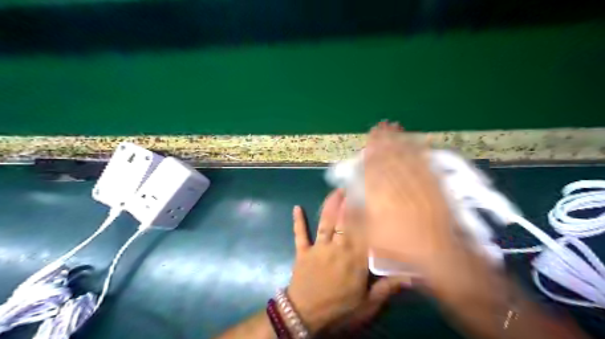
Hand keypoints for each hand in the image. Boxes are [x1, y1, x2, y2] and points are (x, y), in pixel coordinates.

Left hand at [287, 189, 405, 334]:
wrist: (305, 316)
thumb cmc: (339, 311)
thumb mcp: (367, 305)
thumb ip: (387, 288)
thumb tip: (412, 277)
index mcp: (355, 261)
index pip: (365, 233)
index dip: (369, 215)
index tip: (373, 199)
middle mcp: (338, 249)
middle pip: (346, 223)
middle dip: (350, 203)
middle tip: (355, 186)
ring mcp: (319, 249)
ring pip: (326, 223)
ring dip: (330, 206)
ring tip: (336, 191)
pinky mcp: (303, 252)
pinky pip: (300, 234)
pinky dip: (298, 222)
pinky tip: (296, 208)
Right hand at [361, 120, 455, 273]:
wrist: (439, 254)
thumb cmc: (401, 246)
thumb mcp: (370, 236)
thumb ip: (355, 215)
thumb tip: (346, 198)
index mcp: (382, 195)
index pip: (374, 167)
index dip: (371, 150)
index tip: (369, 138)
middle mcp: (399, 185)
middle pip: (390, 157)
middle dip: (385, 139)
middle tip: (382, 125)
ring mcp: (419, 183)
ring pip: (407, 156)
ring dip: (400, 140)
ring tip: (395, 127)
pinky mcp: (435, 185)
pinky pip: (425, 164)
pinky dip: (420, 151)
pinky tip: (418, 142)